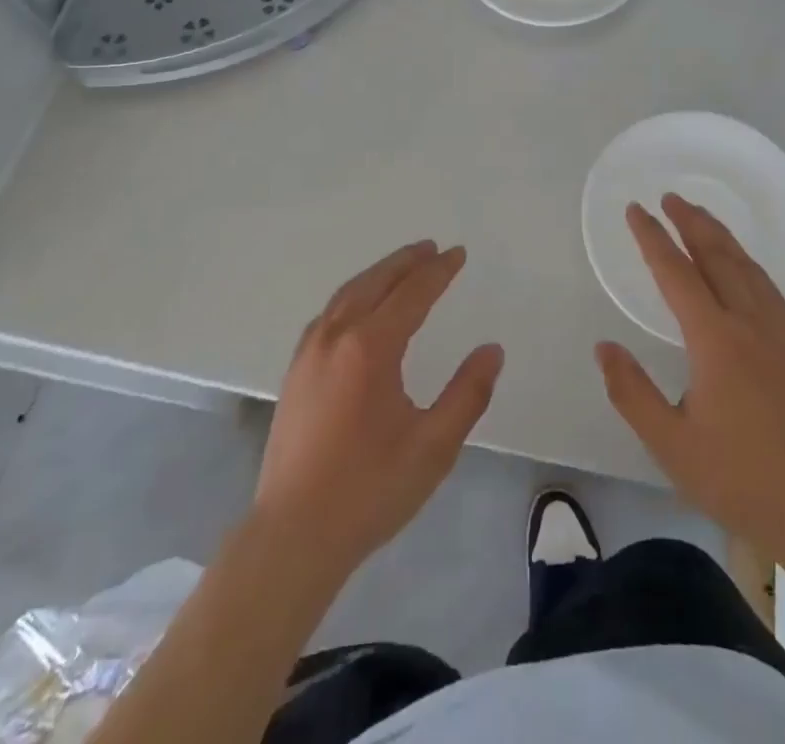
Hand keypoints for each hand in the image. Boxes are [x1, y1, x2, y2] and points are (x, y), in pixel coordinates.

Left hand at [254, 241, 503, 578]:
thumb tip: (491, 350)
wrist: (293, 535)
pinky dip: (352, 295)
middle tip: (431, 248)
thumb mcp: (433, 447)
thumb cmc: (369, 490)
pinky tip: (359, 307)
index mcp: (370, 347)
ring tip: (402, 267)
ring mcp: (308, 352)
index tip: (458, 253)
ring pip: (347, 294)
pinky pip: (328, 313)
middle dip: (406, 261)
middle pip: (375, 282)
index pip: (412, 293)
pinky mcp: (295, 371)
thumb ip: (467, 394)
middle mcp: (335, 336)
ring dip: (378, 274)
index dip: (438, 271)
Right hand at [595, 195, 784, 558]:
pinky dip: (746, 261)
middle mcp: (749, 324)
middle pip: (717, 256)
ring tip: (700, 216)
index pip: (676, 274)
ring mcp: (778, 335)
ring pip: (746, 267)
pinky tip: (742, 265)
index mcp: (716, 341)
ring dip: (720, 235)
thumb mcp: (671, 443)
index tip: (635, 211)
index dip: (652, 239)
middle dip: (690, 222)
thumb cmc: (739, 479)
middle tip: (669, 197)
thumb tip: (604, 347)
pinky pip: (766, 286)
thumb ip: (632, 392)